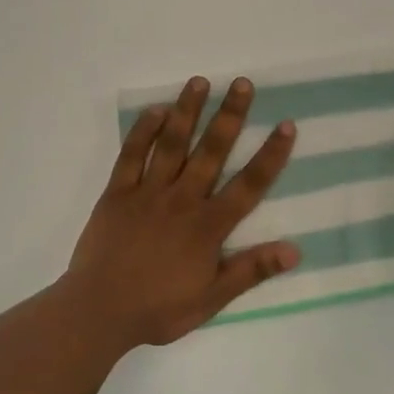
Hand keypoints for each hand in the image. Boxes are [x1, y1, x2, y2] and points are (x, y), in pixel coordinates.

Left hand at [62, 76, 299, 350]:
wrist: (99, 311)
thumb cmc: (158, 308)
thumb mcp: (212, 298)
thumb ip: (251, 270)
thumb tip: (294, 250)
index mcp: (208, 226)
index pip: (248, 185)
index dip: (270, 155)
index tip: (286, 125)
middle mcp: (182, 199)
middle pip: (211, 151)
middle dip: (230, 116)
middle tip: (242, 83)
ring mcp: (148, 192)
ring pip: (172, 144)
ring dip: (187, 111)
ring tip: (199, 81)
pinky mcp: (117, 192)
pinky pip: (132, 155)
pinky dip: (143, 131)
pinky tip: (156, 110)